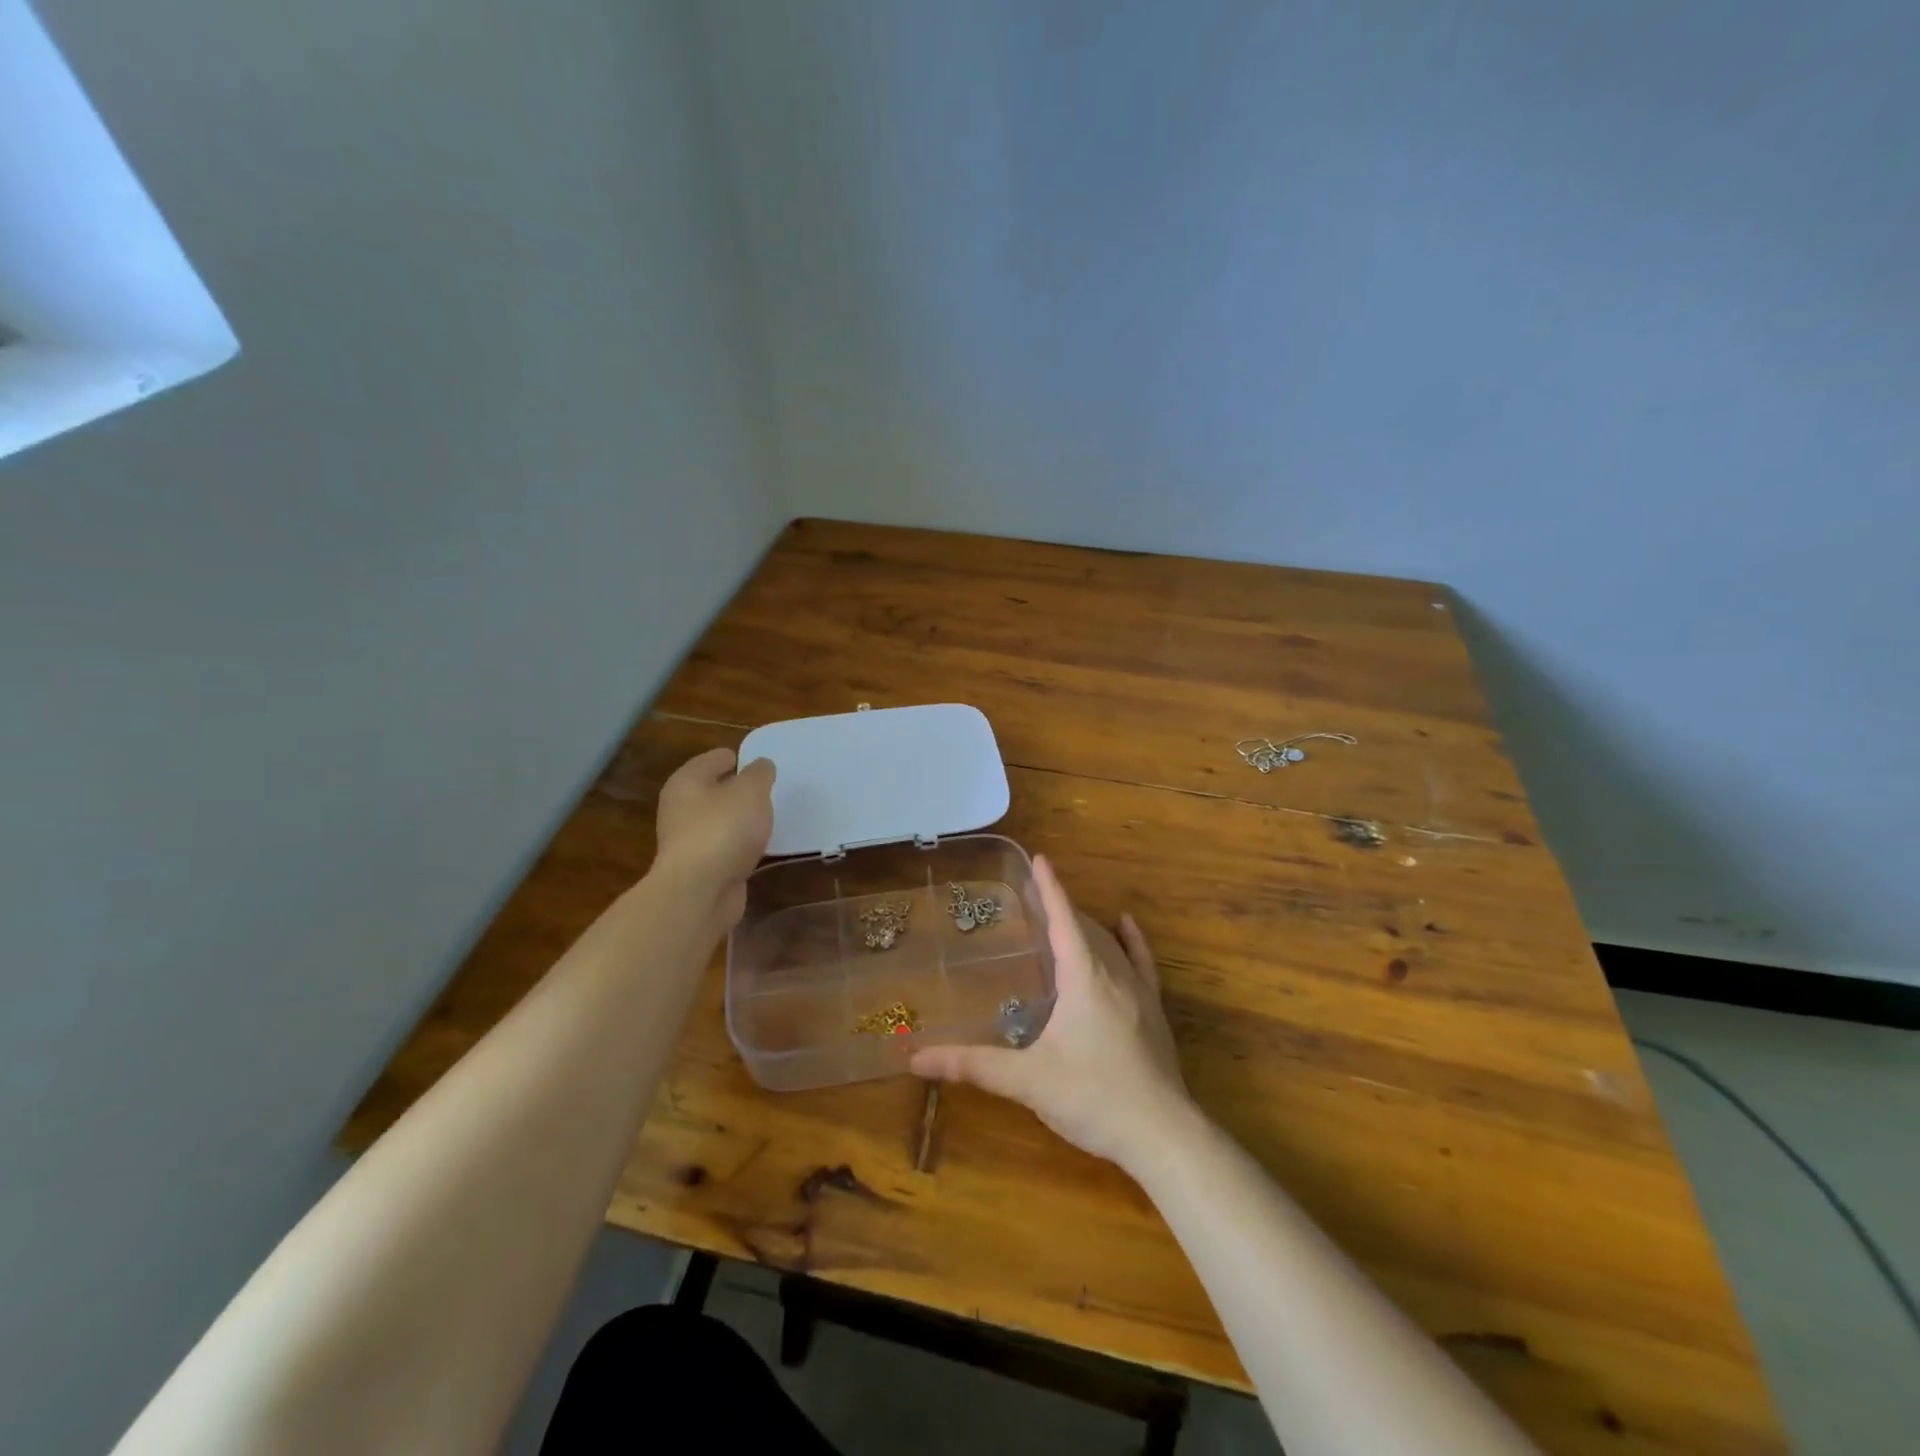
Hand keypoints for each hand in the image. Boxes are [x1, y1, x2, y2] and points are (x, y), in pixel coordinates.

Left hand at [652, 748, 775, 930]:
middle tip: (770, 789)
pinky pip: (727, 847)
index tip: (762, 763)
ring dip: (742, 819)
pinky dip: (742, 845)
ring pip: (721, 820)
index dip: (738, 757)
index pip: (714, 758)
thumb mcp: (751, 791)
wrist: (700, 892)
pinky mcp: (701, 868)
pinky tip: (762, 846)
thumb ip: (760, 773)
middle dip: (740, 789)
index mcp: (687, 781)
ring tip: (771, 816)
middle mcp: (682, 808)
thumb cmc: (723, 829)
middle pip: (715, 790)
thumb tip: (761, 766)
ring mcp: (689, 840)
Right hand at [912, 856, 1196, 1172]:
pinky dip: (1131, 940)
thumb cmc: (1092, 1096)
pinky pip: (1142, 962)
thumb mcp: (1027, 1081)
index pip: (1063, 919)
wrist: (1163, 1135)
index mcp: (1083, 977)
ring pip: (1110, 943)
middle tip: (1034, 898)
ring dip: (1086, 925)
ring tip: (1065, 916)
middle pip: (1084, 928)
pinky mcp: (1154, 1012)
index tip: (1039, 858)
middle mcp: (1113, 974)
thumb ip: (973, 1066)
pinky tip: (1125, 926)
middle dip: (1061, 908)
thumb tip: (916, 1059)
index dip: (1050, 888)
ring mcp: (1139, 992)